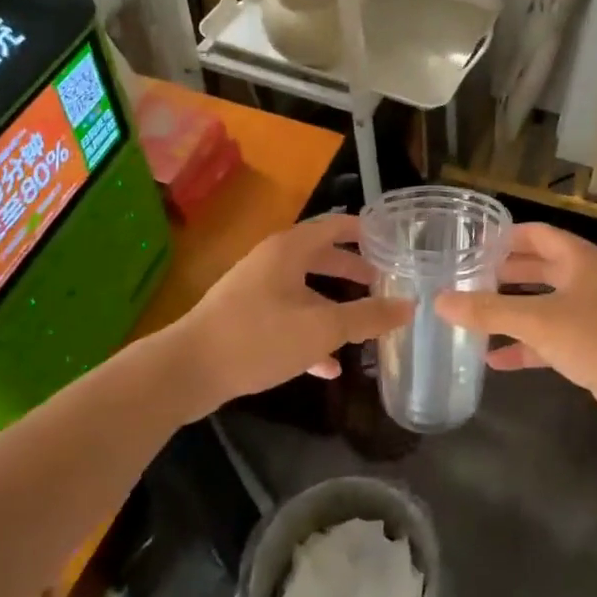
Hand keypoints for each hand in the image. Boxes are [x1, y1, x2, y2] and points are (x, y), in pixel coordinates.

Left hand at [161, 214, 412, 417]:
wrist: (187, 370)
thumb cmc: (258, 337)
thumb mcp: (321, 327)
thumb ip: (367, 317)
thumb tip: (409, 306)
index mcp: (290, 249)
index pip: (335, 225)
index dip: (364, 230)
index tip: (392, 240)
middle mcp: (272, 262)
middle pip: (321, 257)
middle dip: (352, 269)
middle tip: (384, 281)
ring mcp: (256, 290)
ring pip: (305, 290)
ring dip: (334, 304)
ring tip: (364, 323)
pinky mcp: (245, 320)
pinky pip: (287, 318)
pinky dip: (310, 332)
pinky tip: (329, 364)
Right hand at [434, 222, 596, 438]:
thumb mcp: (538, 322)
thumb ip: (488, 312)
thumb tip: (439, 301)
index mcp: (578, 259)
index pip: (536, 234)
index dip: (504, 237)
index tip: (470, 244)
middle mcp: (584, 280)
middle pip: (537, 268)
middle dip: (503, 274)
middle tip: (464, 279)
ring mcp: (590, 314)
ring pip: (542, 305)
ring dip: (510, 311)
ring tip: (471, 315)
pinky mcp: (592, 347)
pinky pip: (550, 339)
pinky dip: (525, 346)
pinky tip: (494, 360)